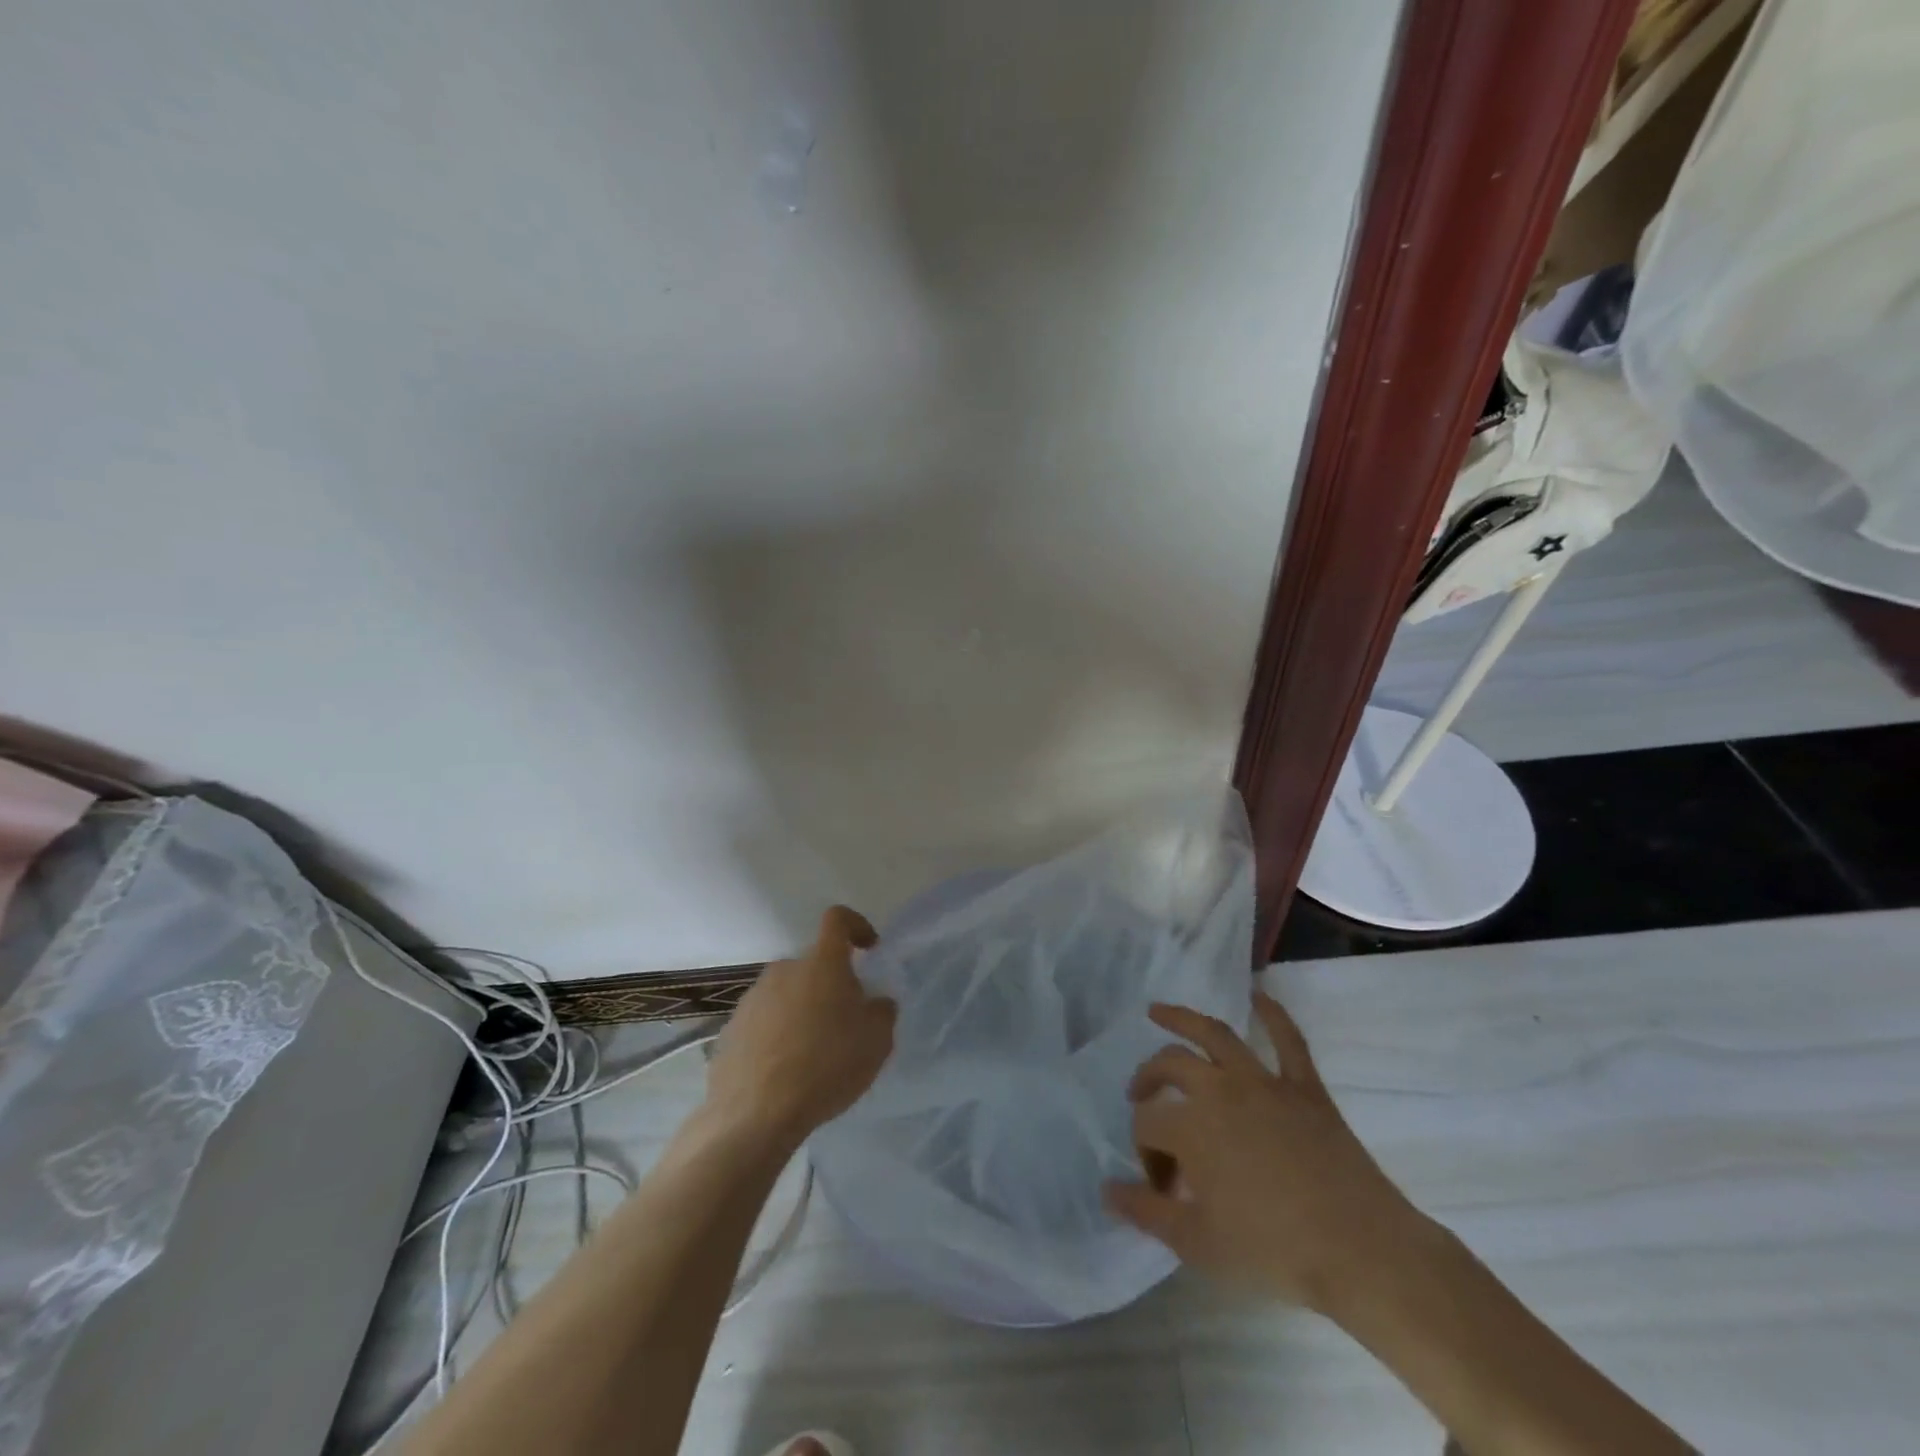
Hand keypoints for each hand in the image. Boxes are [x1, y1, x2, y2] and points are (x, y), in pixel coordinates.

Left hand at [702, 906, 896, 1149]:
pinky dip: (777, 1036)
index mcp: (821, 963)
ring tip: (812, 1055)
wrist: (755, 1114)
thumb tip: (874, 1002)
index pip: (838, 919)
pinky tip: (784, 1072)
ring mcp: (752, 999)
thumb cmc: (826, 1066)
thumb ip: (881, 1011)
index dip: (856, 926)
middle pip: (813, 966)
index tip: (869, 950)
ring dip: (802, 1012)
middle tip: (844, 1024)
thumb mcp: (876, 1041)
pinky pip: (763, 1022)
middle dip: (830, 986)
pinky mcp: (730, 1029)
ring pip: (787, 994)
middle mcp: (783, 970)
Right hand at [1105, 993, 1431, 1314]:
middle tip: (1139, 1095)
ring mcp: (1264, 1082)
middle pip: (1169, 1066)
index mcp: (1190, 1126)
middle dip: (1147, 1079)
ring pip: (1215, 1034)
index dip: (1146, 1153)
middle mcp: (1219, 1089)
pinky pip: (1288, 1039)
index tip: (1162, 1187)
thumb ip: (1146, 1212)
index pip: (1147, 1126)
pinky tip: (1258, 995)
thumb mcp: (1197, 1243)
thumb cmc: (1273, 1250)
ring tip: (1158, 1010)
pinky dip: (1273, 1013)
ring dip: (1183, 1017)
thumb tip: (1108, 1190)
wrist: (1361, 1251)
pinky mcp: (1304, 1086)